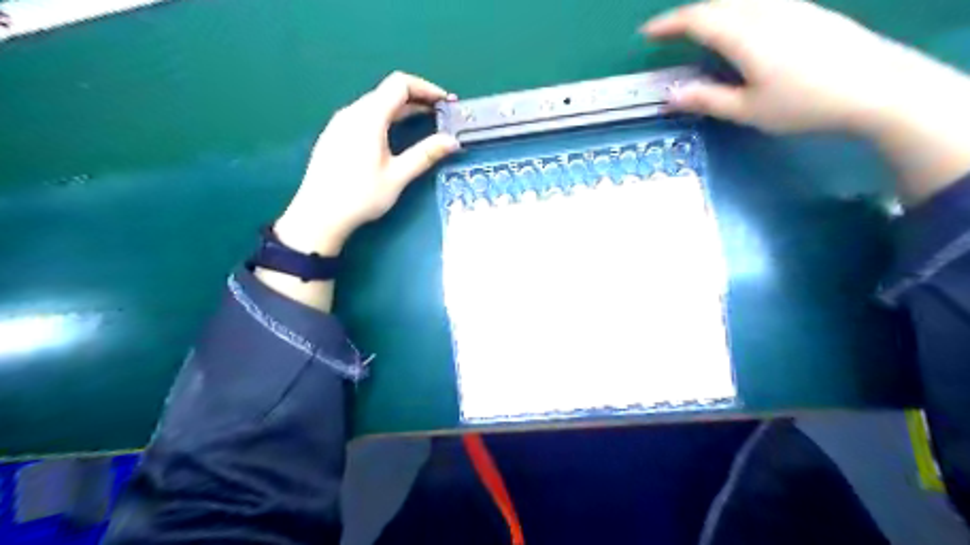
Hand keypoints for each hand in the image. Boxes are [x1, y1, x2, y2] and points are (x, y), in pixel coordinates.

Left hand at [274, 71, 459, 255]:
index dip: (426, 88)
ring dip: (402, 109)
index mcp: (369, 117)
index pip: (400, 84)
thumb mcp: (398, 177)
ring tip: (423, 124)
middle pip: (388, 92)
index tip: (445, 102)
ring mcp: (340, 123)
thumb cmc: (360, 196)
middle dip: (417, 99)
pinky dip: (386, 118)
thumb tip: (452, 141)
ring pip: (376, 104)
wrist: (318, 215)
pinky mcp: (334, 135)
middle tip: (440, 115)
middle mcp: (352, 112)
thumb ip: (425, 154)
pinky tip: (394, 136)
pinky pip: (364, 116)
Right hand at [646, 1, 969, 201]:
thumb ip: (706, 99)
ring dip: (712, 10)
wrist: (876, 87)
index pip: (697, 20)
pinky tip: (737, 25)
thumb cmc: (803, 103)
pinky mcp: (806, 10)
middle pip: (717, 4)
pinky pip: (759, 1)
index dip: (668, 25)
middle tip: (667, 34)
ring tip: (697, 29)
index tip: (646, 34)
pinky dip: (735, 9)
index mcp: (744, 34)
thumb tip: (670, 94)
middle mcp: (764, 10)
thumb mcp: (747, 110)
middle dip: (687, 16)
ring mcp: (789, 6)